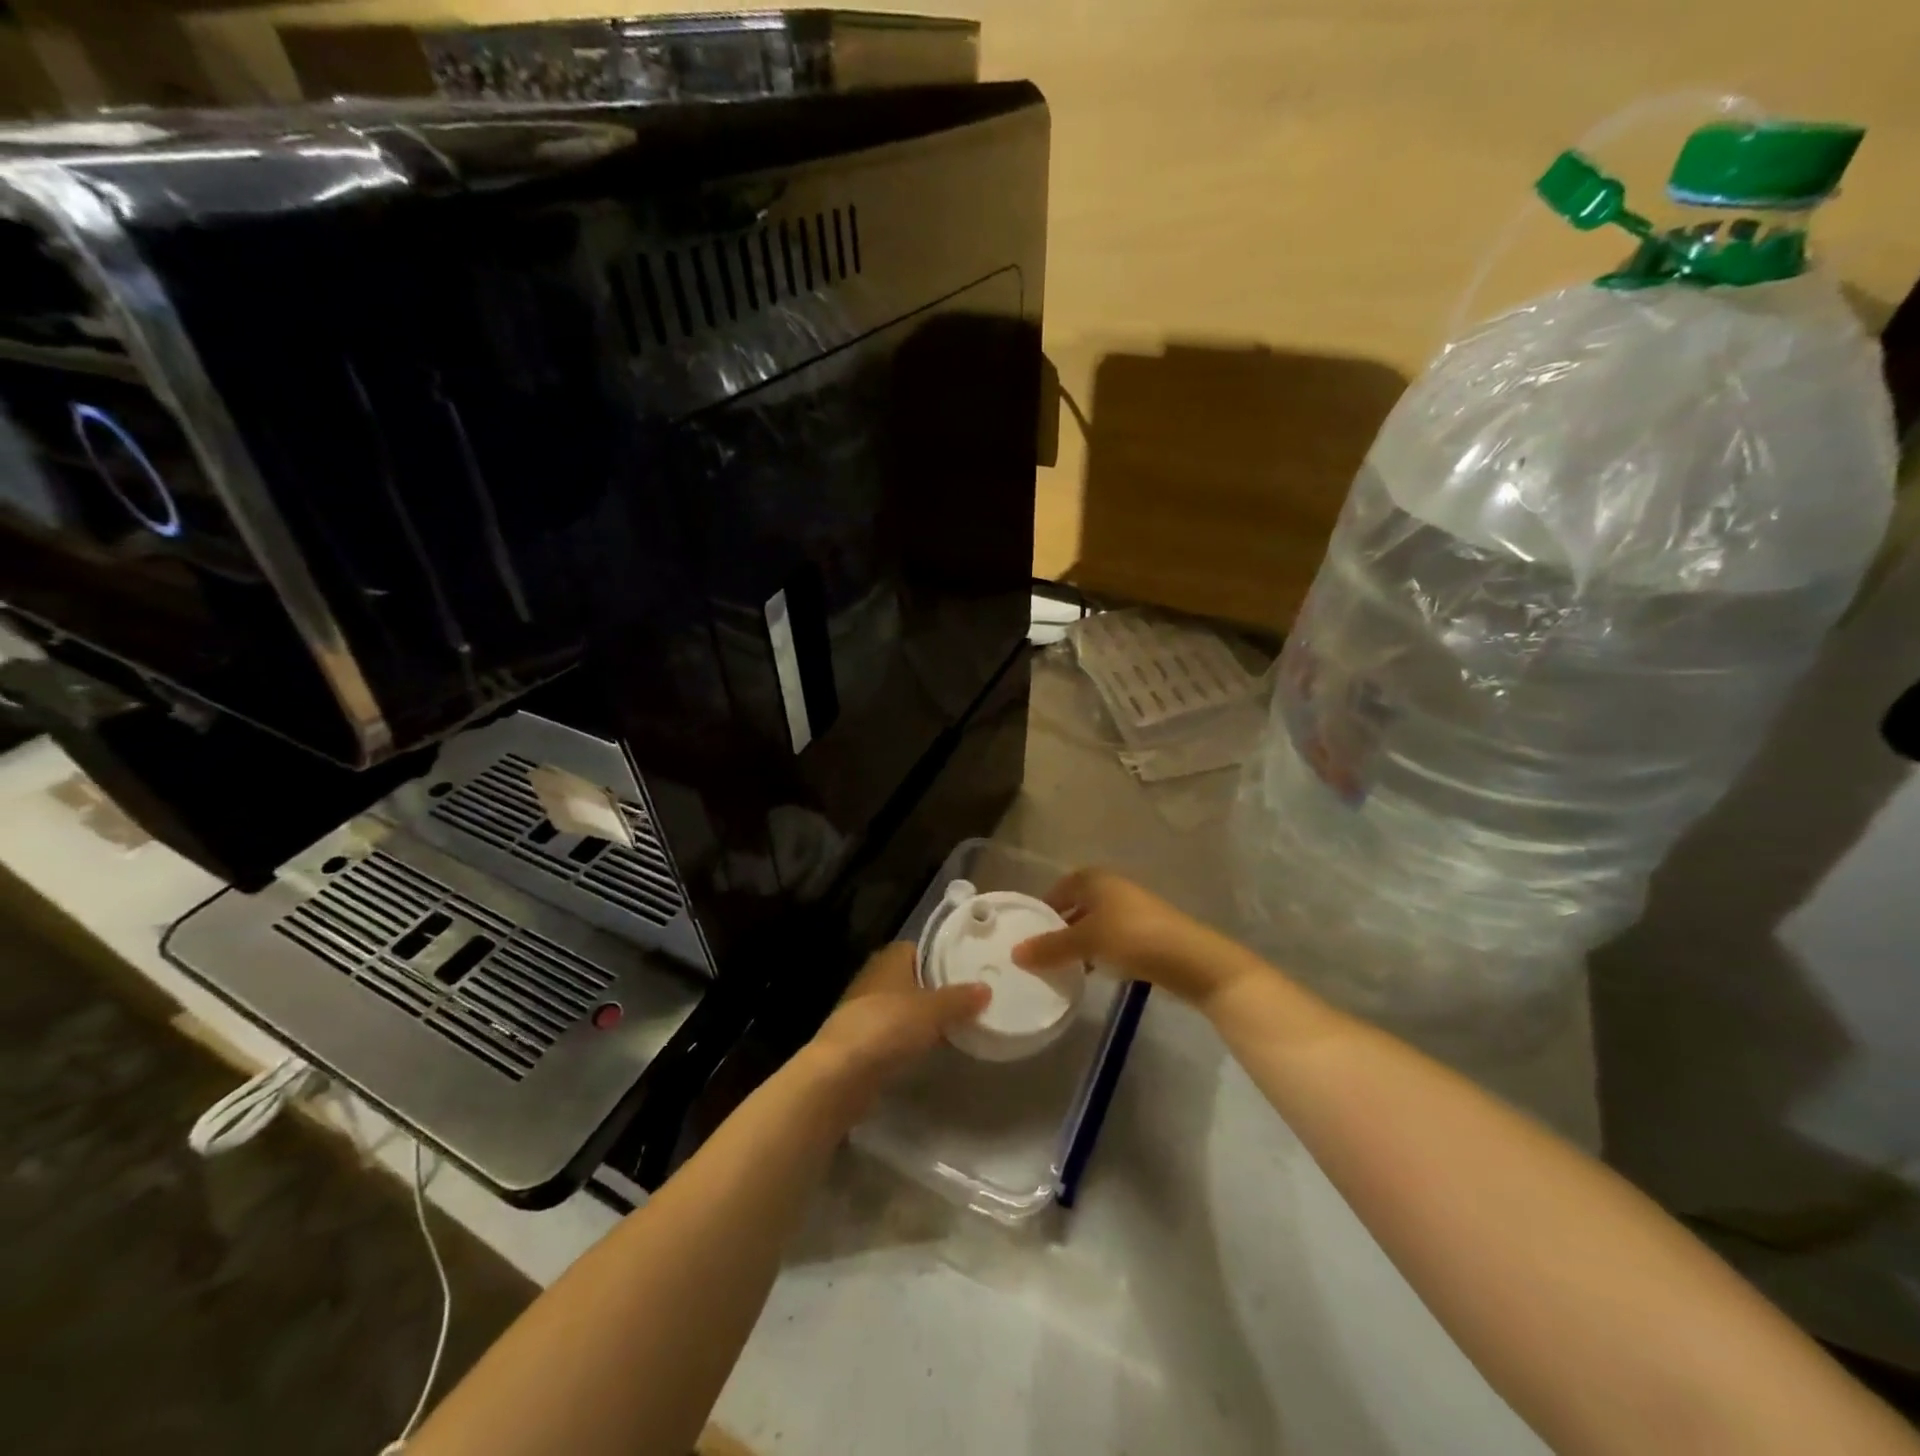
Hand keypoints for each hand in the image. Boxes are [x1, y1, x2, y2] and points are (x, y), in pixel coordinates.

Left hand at [807, 942, 989, 1101]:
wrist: (841, 1073)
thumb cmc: (888, 1027)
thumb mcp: (933, 1010)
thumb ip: (960, 999)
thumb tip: (985, 989)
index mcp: (890, 959)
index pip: (919, 949)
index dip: (941, 958)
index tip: (967, 972)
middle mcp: (875, 978)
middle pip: (912, 979)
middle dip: (935, 990)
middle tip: (968, 1002)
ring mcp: (864, 1010)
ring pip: (902, 1007)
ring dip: (922, 1017)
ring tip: (955, 1027)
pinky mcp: (860, 1041)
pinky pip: (893, 1033)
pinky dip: (909, 1039)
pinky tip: (928, 1050)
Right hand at [1011, 868, 1253, 1009]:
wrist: (1190, 959)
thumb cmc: (1132, 938)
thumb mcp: (1085, 942)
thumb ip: (1050, 947)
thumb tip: (1015, 953)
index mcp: (1096, 879)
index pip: (1060, 888)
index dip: (1044, 907)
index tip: (1028, 931)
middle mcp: (1113, 887)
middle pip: (1077, 905)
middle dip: (1060, 927)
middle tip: (1041, 952)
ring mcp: (1132, 909)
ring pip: (1095, 923)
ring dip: (1079, 941)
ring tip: (1063, 966)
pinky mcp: (1147, 932)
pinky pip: (1112, 937)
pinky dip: (1099, 950)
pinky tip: (1094, 971)